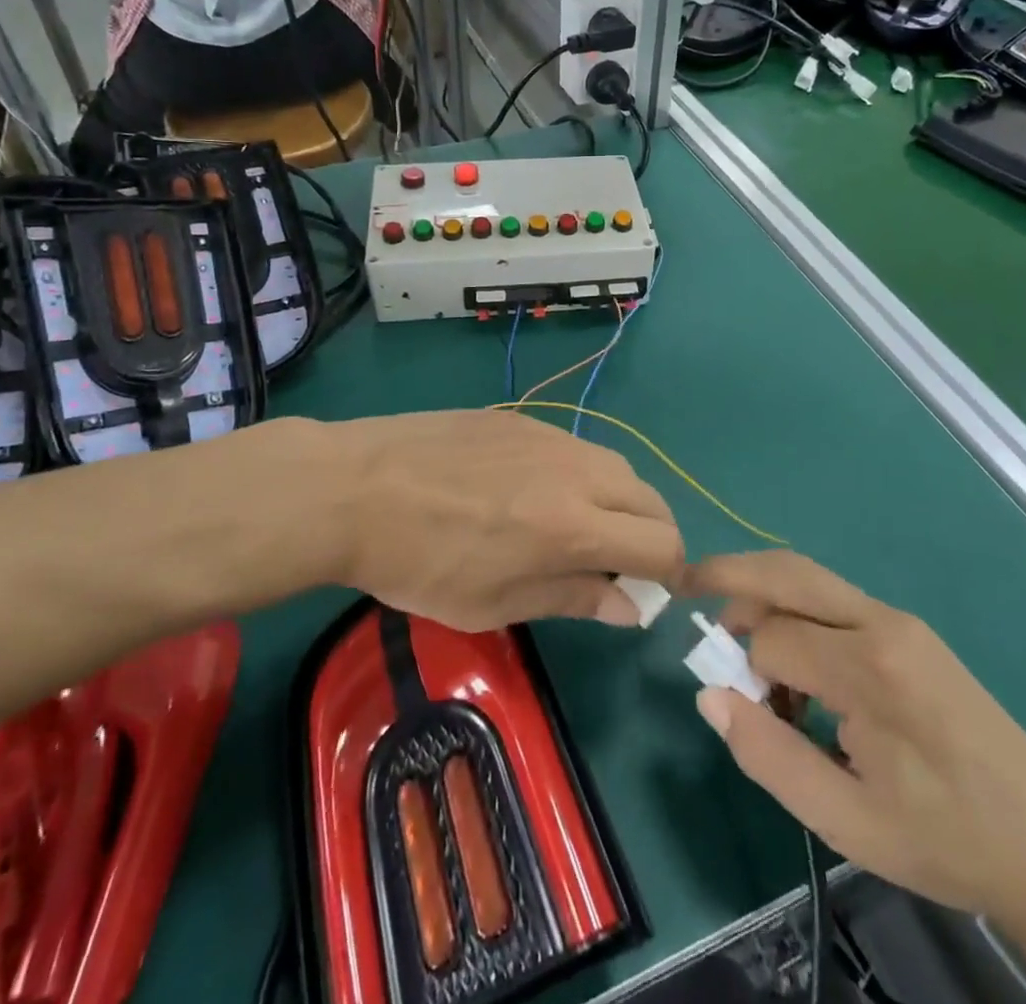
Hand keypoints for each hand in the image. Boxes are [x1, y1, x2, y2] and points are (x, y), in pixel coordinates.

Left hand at [288, 412, 683, 631]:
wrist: (357, 487)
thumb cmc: (419, 561)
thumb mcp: (493, 603)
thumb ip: (571, 598)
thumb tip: (630, 607)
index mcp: (573, 525)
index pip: (661, 544)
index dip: (668, 575)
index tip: (647, 593)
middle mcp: (575, 471)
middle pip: (650, 499)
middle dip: (652, 536)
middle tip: (619, 566)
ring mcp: (548, 436)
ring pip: (616, 467)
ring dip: (619, 503)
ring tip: (578, 529)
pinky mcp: (521, 419)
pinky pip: (576, 447)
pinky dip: (583, 476)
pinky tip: (537, 493)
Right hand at [685, 552, 1025, 926]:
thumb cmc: (944, 839)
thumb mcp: (846, 821)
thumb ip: (769, 756)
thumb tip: (708, 696)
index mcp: (870, 668)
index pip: (772, 638)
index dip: (744, 671)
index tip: (745, 709)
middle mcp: (882, 623)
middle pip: (786, 571)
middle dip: (729, 574)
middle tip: (686, 589)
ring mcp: (899, 620)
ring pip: (807, 577)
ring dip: (762, 596)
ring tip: (742, 647)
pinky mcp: (909, 629)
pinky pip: (833, 601)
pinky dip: (795, 614)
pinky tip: (797, 668)